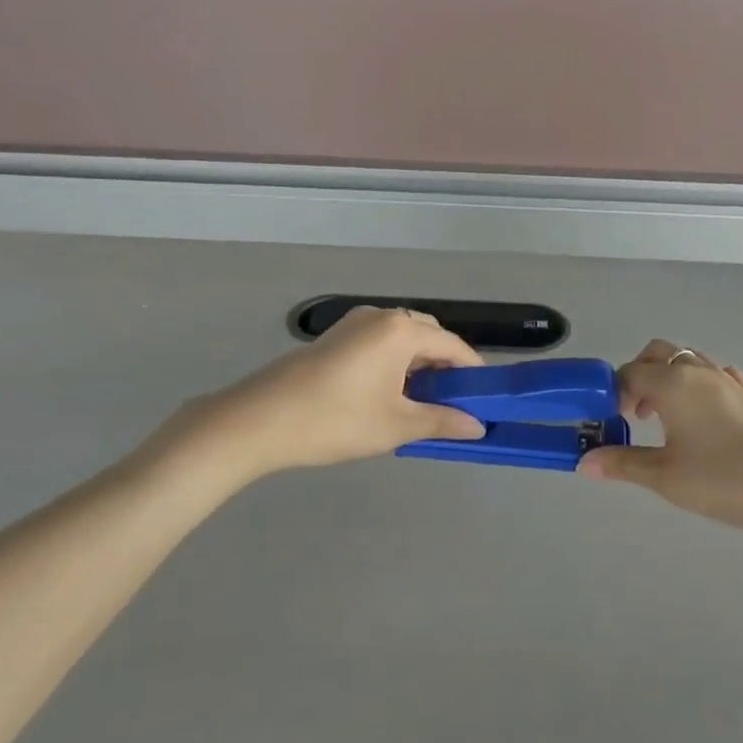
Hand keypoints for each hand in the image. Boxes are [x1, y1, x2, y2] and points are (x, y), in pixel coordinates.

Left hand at [186, 307, 486, 475]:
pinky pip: (379, 343)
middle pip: (428, 336)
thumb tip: (479, 426)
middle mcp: (381, 316)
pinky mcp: (334, 337)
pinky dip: (394, 363)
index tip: (483, 400)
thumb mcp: (395, 426)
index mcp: (401, 330)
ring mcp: (353, 324)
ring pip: (402, 339)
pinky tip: (386, 395)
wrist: (259, 420)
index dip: (472, 372)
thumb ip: (441, 421)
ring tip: (418, 404)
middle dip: (445, 367)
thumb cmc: (335, 420)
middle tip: (450, 404)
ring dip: (418, 365)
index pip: (452, 345)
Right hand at [578, 340, 742, 537]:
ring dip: (668, 378)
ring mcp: (726, 381)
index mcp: (672, 383)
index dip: (614, 391)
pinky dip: (698, 385)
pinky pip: (715, 376)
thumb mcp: (664, 476)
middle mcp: (697, 372)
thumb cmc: (722, 479)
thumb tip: (584, 462)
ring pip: (688, 361)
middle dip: (639, 374)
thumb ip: (623, 464)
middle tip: (633, 413)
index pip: (630, 372)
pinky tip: (701, 414)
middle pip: (659, 353)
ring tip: (664, 417)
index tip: (611, 420)